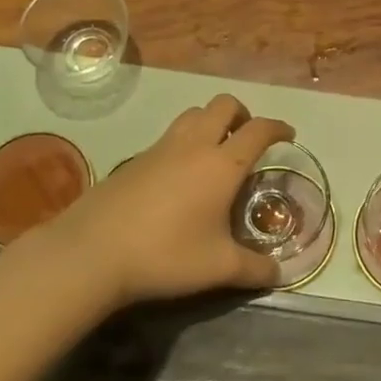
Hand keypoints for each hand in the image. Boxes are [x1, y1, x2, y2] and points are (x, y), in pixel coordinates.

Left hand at [33, 95, 291, 309]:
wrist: (93, 251)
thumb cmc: (166, 254)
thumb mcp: (218, 268)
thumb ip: (254, 269)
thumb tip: (279, 274)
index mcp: (222, 164)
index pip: (258, 130)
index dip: (277, 128)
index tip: (288, 135)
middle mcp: (194, 145)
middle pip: (223, 105)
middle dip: (242, 114)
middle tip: (248, 139)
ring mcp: (160, 147)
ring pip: (193, 114)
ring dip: (211, 121)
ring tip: (216, 151)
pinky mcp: (135, 158)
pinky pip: (169, 135)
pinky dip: (185, 141)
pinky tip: (180, 176)